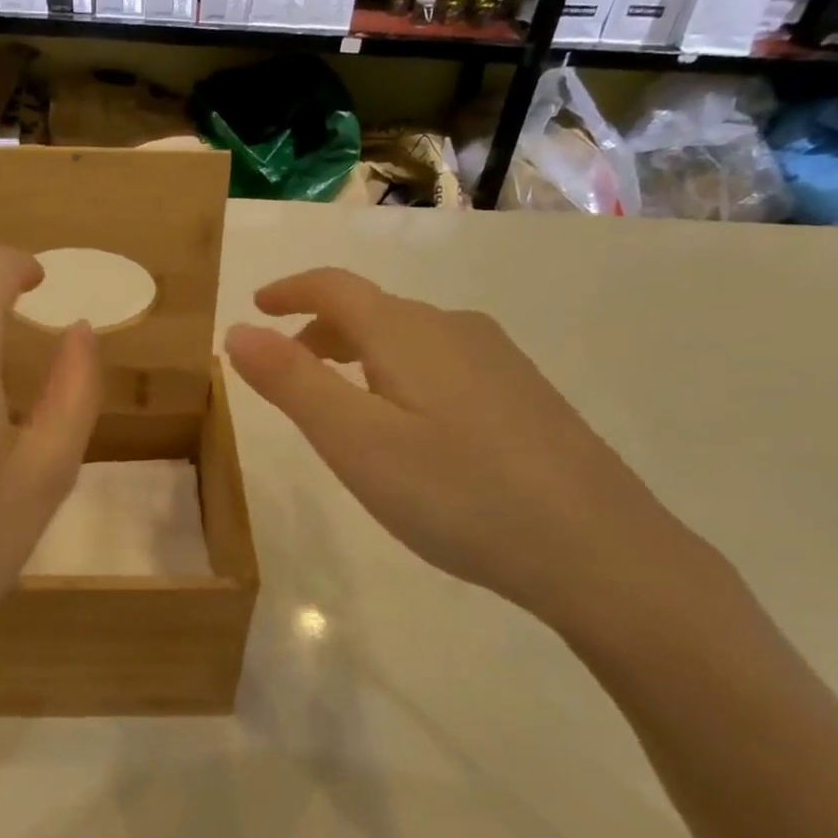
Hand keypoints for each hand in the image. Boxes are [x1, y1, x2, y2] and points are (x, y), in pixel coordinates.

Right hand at [224, 269, 710, 633]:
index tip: (256, 306)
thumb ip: (291, 382)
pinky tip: (412, 428)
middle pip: (373, 309)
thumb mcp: (354, 441)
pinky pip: (443, 363)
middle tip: (287, 367)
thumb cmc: (458, 493)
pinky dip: (401, 374)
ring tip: (341, 401)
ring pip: (410, 338)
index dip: (289, 289)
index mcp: (407, 332)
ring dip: (360, 353)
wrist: (600, 550)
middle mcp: (455, 328)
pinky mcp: (526, 395)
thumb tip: (238, 331)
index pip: (335, 286)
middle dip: (320, 329)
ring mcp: (499, 360)